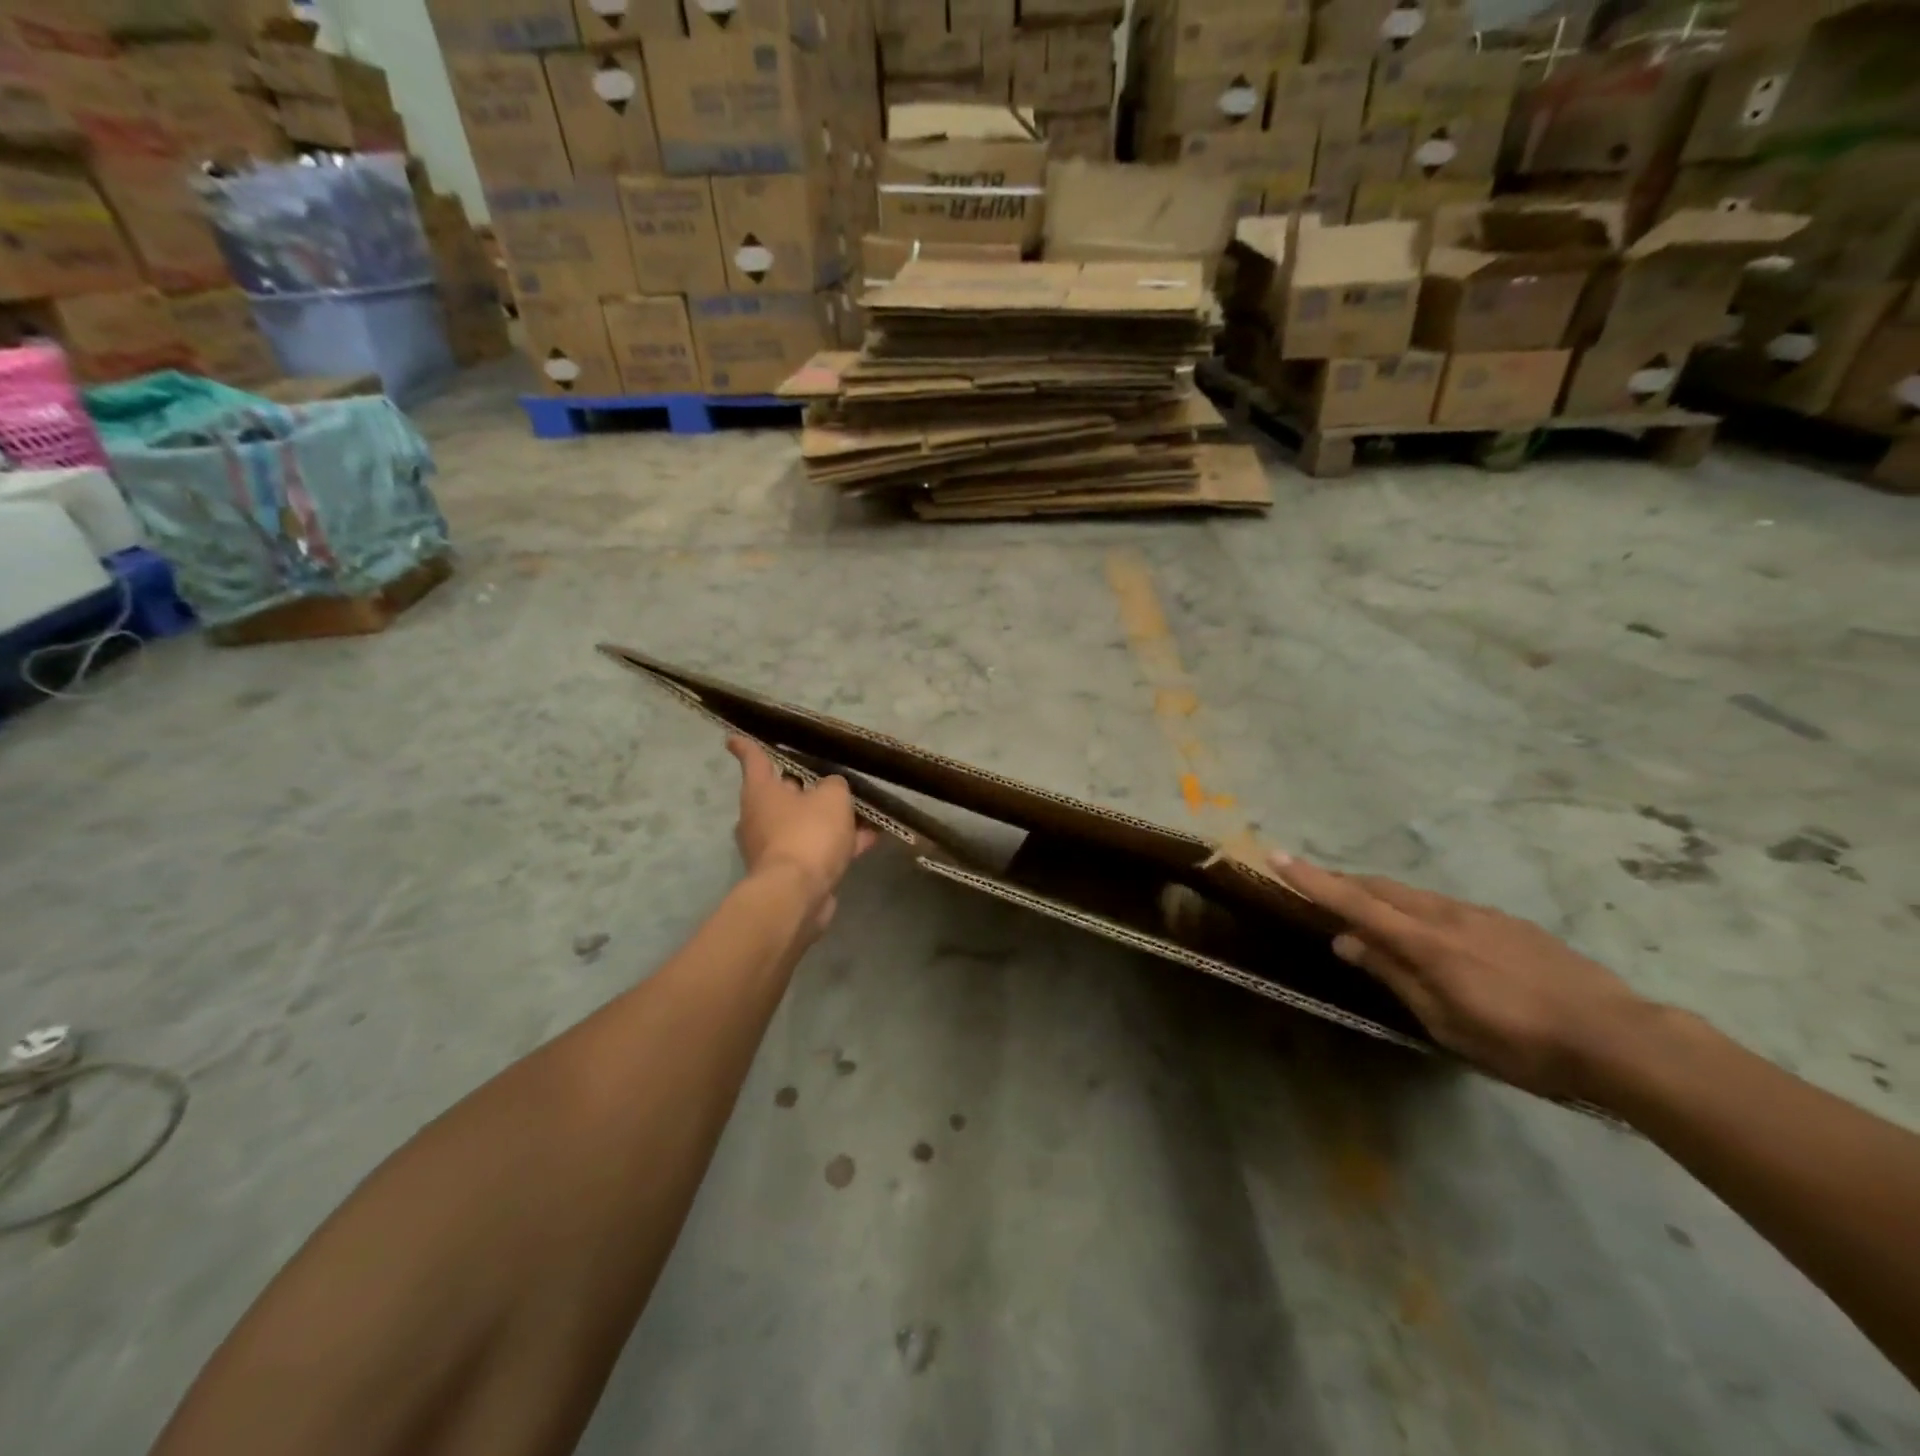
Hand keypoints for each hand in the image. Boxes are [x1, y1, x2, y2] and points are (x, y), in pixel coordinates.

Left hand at [728, 737, 876, 931]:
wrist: (797, 895)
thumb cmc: (808, 834)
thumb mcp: (832, 797)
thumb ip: (834, 785)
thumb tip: (831, 790)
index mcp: (761, 792)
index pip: (754, 760)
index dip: (746, 747)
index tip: (732, 739)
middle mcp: (760, 818)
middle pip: (785, 794)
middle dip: (807, 787)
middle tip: (832, 778)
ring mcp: (775, 847)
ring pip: (807, 823)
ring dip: (833, 819)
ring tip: (866, 810)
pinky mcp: (792, 872)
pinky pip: (819, 849)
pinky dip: (841, 842)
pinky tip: (871, 838)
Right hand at [1271, 854, 1652, 1098]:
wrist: (1620, 1038)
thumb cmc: (1521, 1043)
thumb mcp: (1447, 1022)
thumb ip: (1394, 975)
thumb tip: (1346, 941)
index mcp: (1427, 942)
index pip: (1355, 903)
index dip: (1313, 880)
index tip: (1277, 855)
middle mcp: (1447, 916)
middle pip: (1381, 887)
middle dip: (1343, 882)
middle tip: (1315, 885)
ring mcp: (1481, 915)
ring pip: (1414, 895)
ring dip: (1380, 896)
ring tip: (1366, 914)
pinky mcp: (1507, 922)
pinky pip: (1444, 907)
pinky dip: (1417, 910)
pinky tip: (1429, 934)